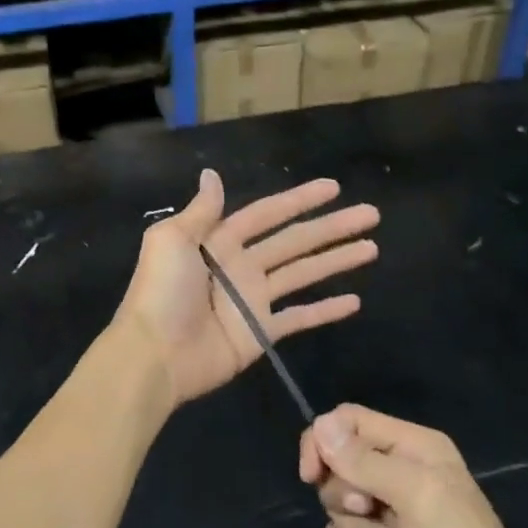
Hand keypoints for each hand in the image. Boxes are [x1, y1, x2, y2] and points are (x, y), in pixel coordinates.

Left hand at [116, 170, 377, 405]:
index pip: (267, 214)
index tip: (333, 188)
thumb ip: (201, 211)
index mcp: (219, 240)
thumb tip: (212, 174)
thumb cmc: (162, 291)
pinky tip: (354, 300)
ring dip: (335, 260)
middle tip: (371, 214)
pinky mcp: (260, 332)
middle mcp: (240, 265)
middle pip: (294, 240)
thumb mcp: (172, 240)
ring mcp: (252, 300)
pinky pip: (298, 317)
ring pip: (303, 273)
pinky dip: (324, 310)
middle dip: (331, 226)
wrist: (155, 353)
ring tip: (371, 248)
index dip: (298, 200)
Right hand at [299, 404, 527, 527]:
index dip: (323, 441)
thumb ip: (364, 461)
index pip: (348, 420)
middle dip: (342, 490)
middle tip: (368, 511)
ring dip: (351, 522)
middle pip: (340, 459)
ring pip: (342, 496)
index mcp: (412, 443)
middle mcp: (402, 465)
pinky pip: (348, 526)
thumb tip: (320, 425)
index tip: (311, 476)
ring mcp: (395, 503)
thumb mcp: (413, 495)